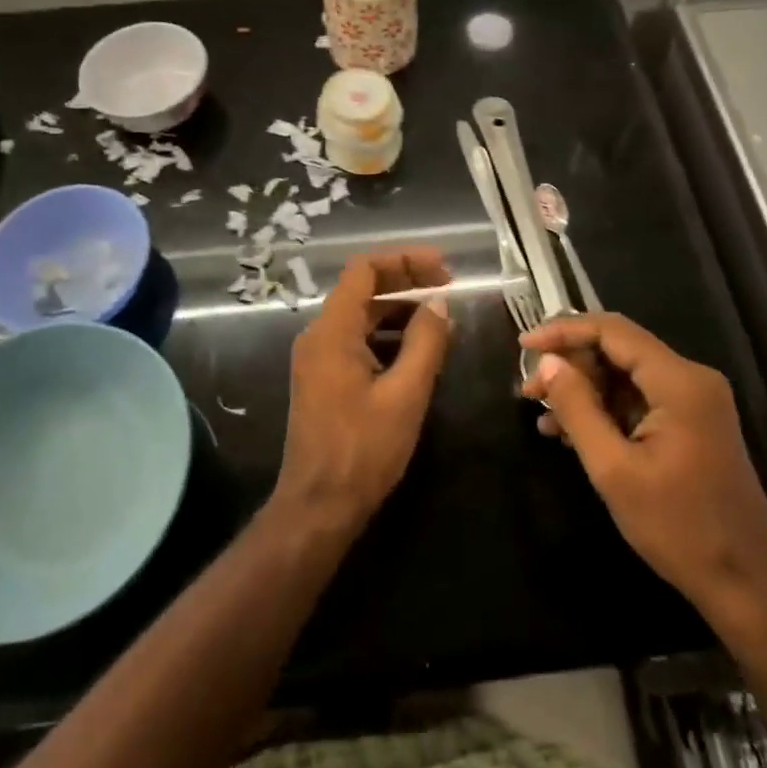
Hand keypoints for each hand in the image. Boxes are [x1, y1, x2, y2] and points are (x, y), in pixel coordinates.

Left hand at [273, 249, 451, 538]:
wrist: (317, 507)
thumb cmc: (363, 449)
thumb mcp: (405, 394)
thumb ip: (425, 342)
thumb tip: (439, 304)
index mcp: (332, 331)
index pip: (364, 270)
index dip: (404, 260)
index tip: (443, 269)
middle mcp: (319, 335)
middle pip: (362, 290)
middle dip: (406, 283)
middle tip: (449, 288)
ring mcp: (317, 358)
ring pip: (361, 317)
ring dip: (399, 312)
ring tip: (441, 322)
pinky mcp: (323, 379)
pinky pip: (357, 342)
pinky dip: (387, 337)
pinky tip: (418, 353)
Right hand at [519, 313, 766, 620]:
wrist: (746, 585)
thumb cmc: (679, 528)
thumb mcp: (614, 470)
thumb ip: (577, 408)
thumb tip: (547, 363)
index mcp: (679, 381)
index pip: (612, 331)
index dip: (564, 331)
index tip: (524, 345)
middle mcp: (691, 379)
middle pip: (618, 349)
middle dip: (570, 366)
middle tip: (529, 390)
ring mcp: (694, 401)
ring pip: (625, 375)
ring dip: (583, 390)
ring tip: (542, 415)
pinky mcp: (691, 423)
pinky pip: (638, 399)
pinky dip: (604, 410)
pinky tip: (570, 432)